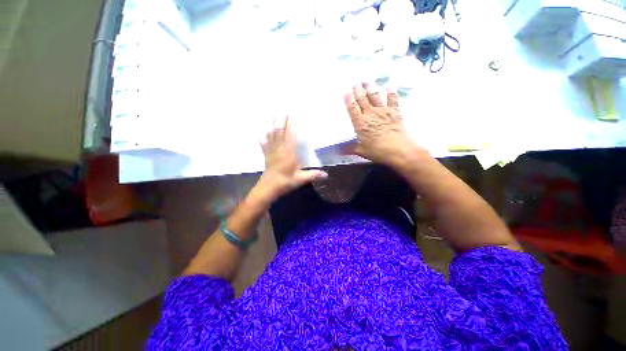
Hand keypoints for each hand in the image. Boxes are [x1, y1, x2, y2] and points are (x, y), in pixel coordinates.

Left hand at [257, 116, 327, 199]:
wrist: (268, 188)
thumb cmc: (285, 182)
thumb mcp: (300, 179)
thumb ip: (313, 175)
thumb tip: (327, 175)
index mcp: (289, 153)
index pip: (292, 137)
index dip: (293, 126)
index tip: (295, 116)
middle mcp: (280, 150)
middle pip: (281, 132)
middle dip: (283, 120)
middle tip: (284, 109)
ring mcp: (272, 152)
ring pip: (273, 135)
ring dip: (274, 124)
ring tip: (274, 114)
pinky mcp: (267, 155)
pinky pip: (264, 144)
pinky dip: (263, 138)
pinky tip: (260, 132)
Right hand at [344, 83, 421, 165]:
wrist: (399, 150)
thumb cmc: (378, 151)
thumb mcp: (362, 151)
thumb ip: (350, 149)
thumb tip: (338, 151)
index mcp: (360, 123)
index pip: (352, 108)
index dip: (349, 99)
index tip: (346, 92)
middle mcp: (370, 114)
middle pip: (362, 99)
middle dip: (358, 90)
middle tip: (355, 83)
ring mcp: (383, 111)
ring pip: (375, 96)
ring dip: (370, 88)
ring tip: (366, 81)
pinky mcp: (394, 111)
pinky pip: (392, 99)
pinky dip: (391, 92)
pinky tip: (389, 85)